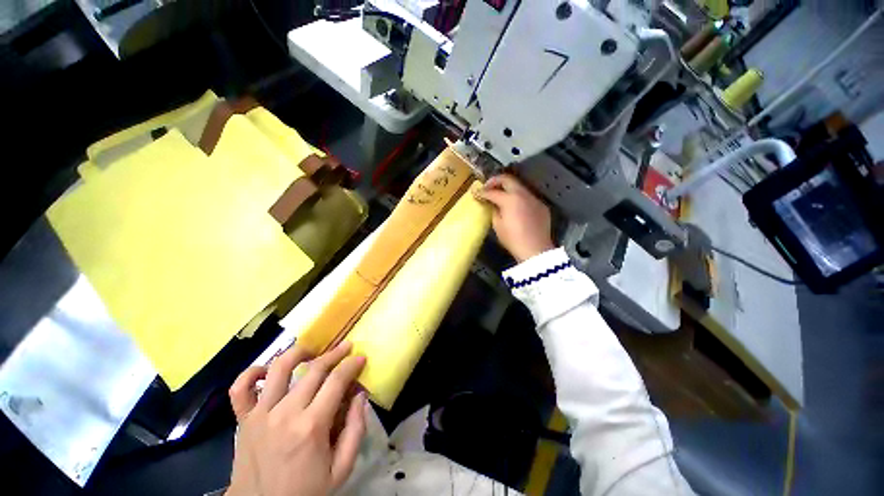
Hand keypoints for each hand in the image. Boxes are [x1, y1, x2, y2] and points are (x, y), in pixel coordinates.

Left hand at [227, 341, 366, 495]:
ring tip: (312, 350)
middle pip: (314, 369)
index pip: (337, 381)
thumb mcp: (341, 468)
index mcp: (312, 426)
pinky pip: (240, 388)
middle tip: (346, 347)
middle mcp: (286, 413)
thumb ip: (356, 429)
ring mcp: (261, 414)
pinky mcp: (244, 419)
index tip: (361, 358)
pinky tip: (266, 370)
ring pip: (279, 368)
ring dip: (299, 352)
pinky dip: (251, 373)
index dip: (352, 365)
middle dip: (335, 353)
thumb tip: (360, 394)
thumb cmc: (306, 492)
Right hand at [475, 174, 554, 261]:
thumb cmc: (513, 239)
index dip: (482, 192)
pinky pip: (528, 197)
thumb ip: (494, 210)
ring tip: (500, 196)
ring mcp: (534, 199)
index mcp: (510, 199)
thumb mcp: (498, 225)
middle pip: (507, 179)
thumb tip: (494, 204)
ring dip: (508, 188)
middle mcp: (523, 194)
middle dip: (495, 181)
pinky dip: (519, 198)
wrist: (535, 250)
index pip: (492, 191)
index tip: (476, 193)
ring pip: (519, 187)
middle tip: (487, 187)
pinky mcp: (541, 206)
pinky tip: (515, 208)